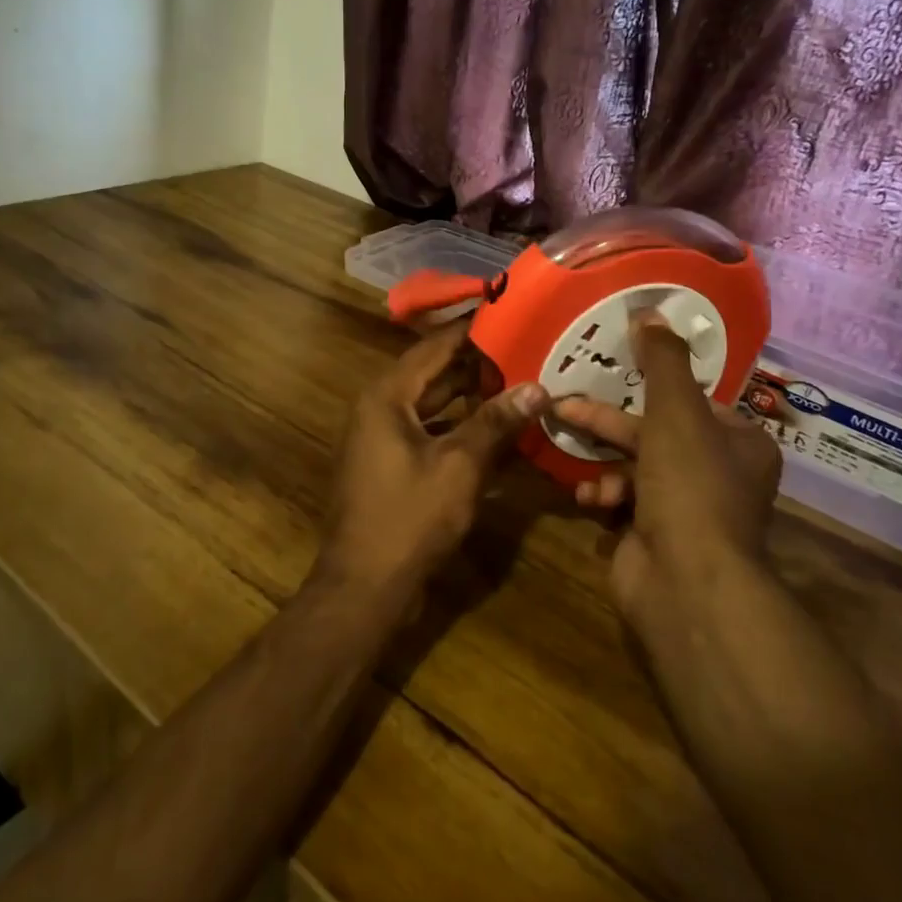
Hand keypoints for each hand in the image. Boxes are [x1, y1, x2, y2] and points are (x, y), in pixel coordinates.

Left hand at [314, 323, 549, 597]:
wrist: (364, 586)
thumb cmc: (408, 518)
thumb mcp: (459, 466)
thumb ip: (495, 423)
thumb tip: (537, 387)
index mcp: (387, 396)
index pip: (435, 347)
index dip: (472, 331)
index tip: (511, 315)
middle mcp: (380, 408)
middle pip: (434, 373)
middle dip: (478, 364)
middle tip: (527, 349)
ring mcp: (384, 437)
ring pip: (434, 404)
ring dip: (471, 397)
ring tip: (520, 382)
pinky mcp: (392, 464)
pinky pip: (430, 432)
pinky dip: (460, 428)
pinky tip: (498, 429)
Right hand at [552, 313, 780, 630]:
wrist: (686, 582)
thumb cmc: (690, 485)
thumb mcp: (676, 411)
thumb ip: (662, 361)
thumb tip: (651, 309)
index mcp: (740, 443)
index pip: (694, 400)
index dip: (654, 385)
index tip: (615, 369)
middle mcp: (720, 474)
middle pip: (656, 432)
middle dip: (609, 420)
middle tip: (566, 403)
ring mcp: (688, 509)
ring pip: (634, 465)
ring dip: (602, 458)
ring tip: (569, 447)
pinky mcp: (656, 535)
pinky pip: (624, 500)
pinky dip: (604, 494)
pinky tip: (588, 497)